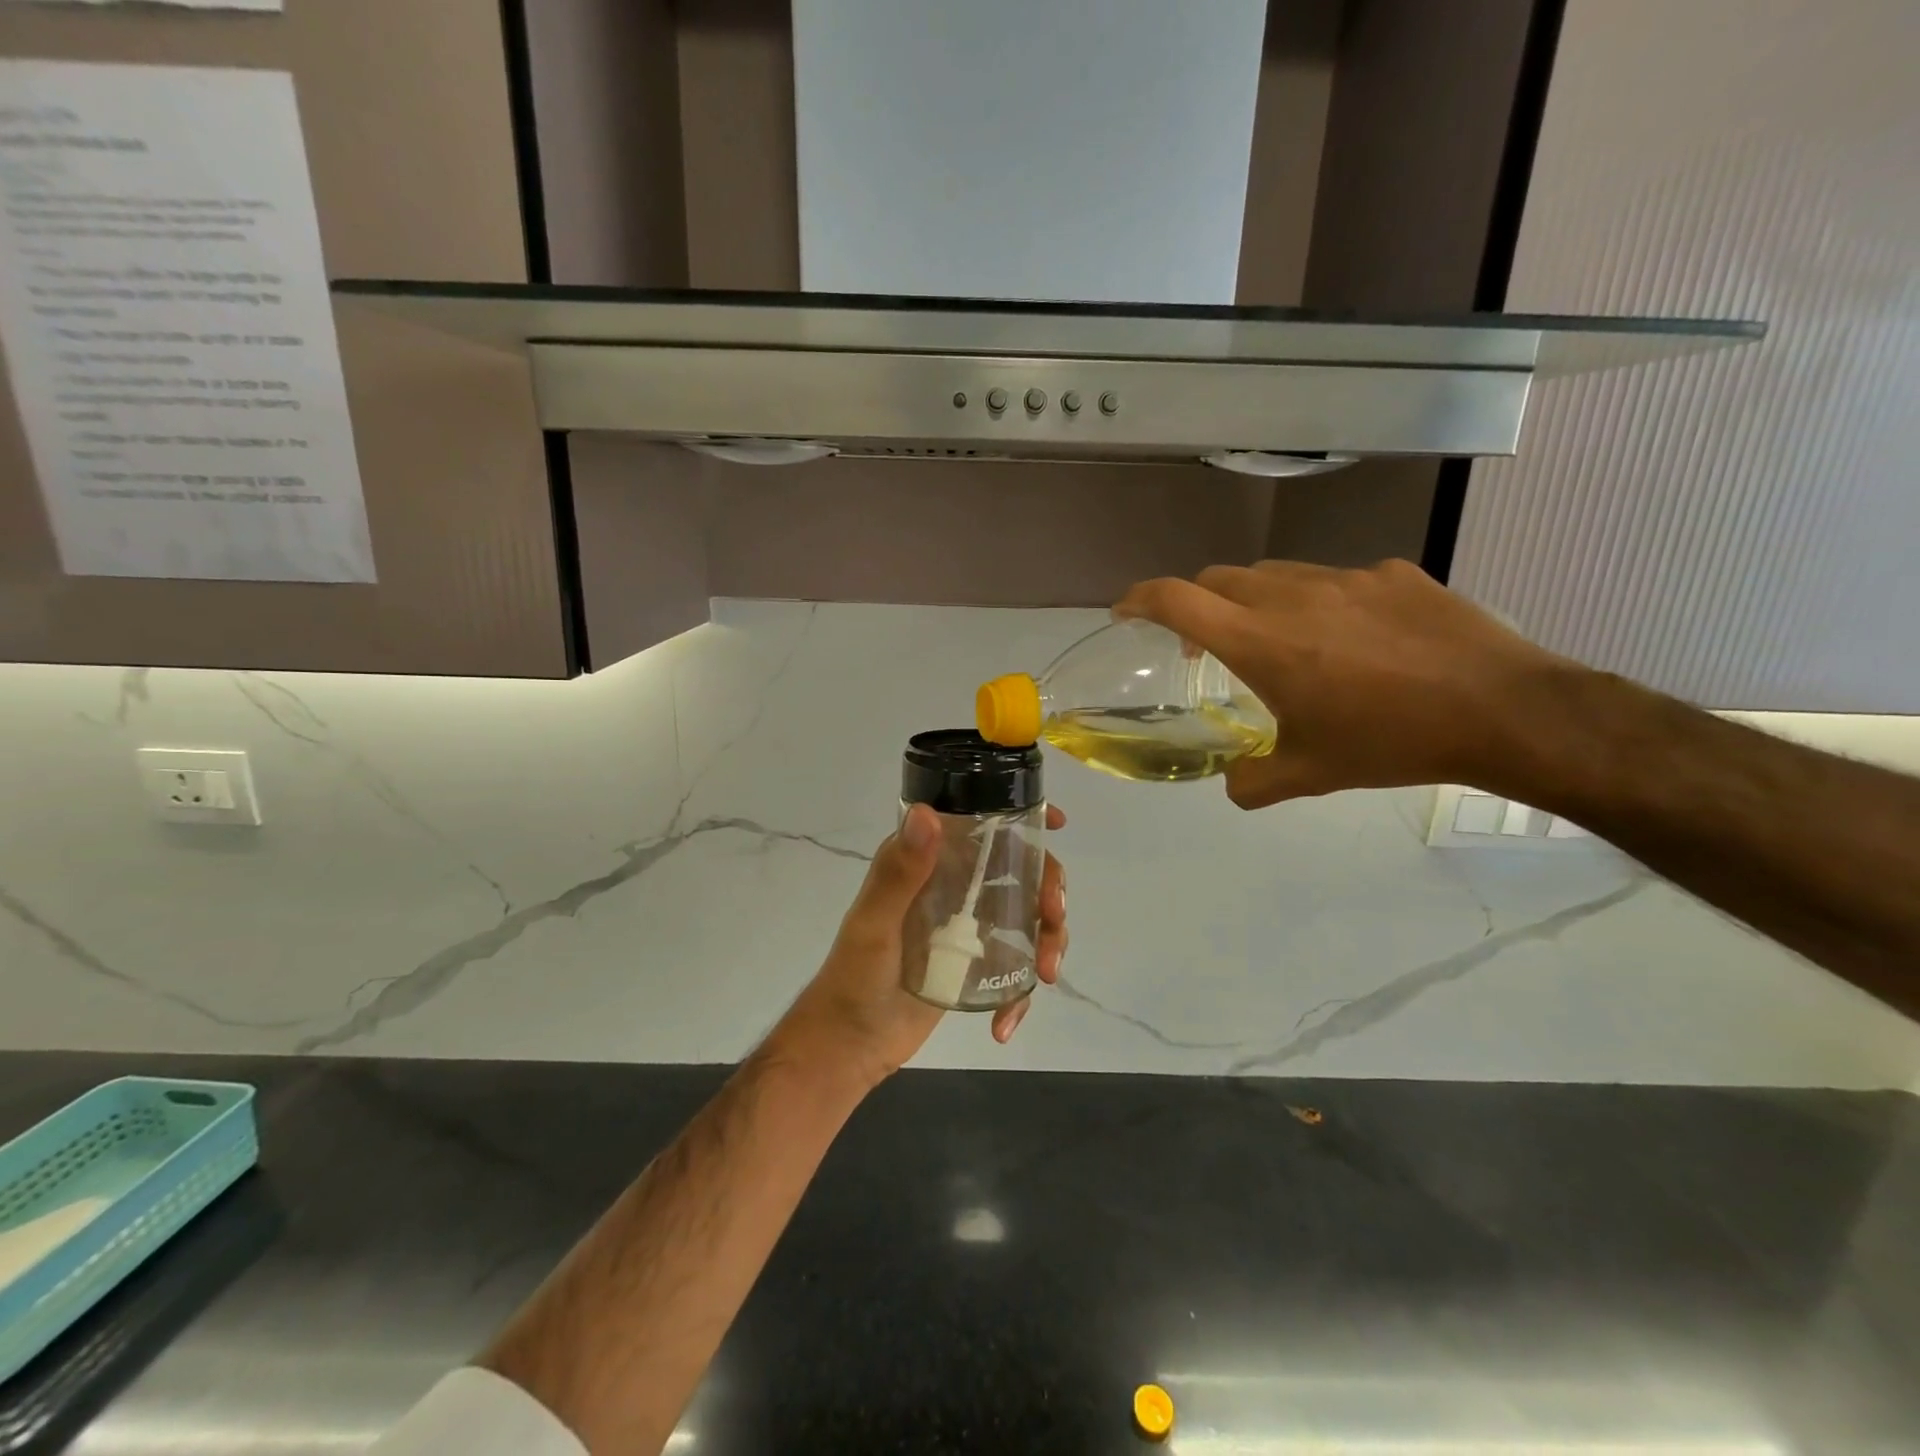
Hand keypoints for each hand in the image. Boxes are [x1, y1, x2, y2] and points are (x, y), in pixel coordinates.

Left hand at [774, 802, 1068, 1088]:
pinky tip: (1005, 1023)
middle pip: (1020, 870)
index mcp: (929, 862)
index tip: (1056, 824)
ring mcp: (968, 925)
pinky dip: (1021, 993)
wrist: (850, 1045)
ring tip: (1044, 974)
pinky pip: (1015, 965)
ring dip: (1048, 940)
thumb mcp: (874, 924)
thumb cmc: (854, 978)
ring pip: (1028, 916)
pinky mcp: (976, 962)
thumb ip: (899, 872)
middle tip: (1053, 919)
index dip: (1022, 819)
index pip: (981, 826)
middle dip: (1048, 890)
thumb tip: (926, 813)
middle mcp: (953, 885)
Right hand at [1115, 559, 1567, 807]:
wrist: (1503, 710)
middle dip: (1196, 603)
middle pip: (1218, 578)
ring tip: (1277, 640)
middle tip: (1204, 643)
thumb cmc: (1391, 742)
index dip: (1140, 598)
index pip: (1176, 599)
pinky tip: (1350, 639)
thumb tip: (1232, 784)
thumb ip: (1252, 782)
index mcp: (1261, 641)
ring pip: (1274, 574)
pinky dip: (1317, 602)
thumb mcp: (1310, 775)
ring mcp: (1345, 577)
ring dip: (1254, 600)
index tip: (1124, 611)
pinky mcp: (1391, 573)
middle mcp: (1292, 595)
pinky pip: (1333, 580)